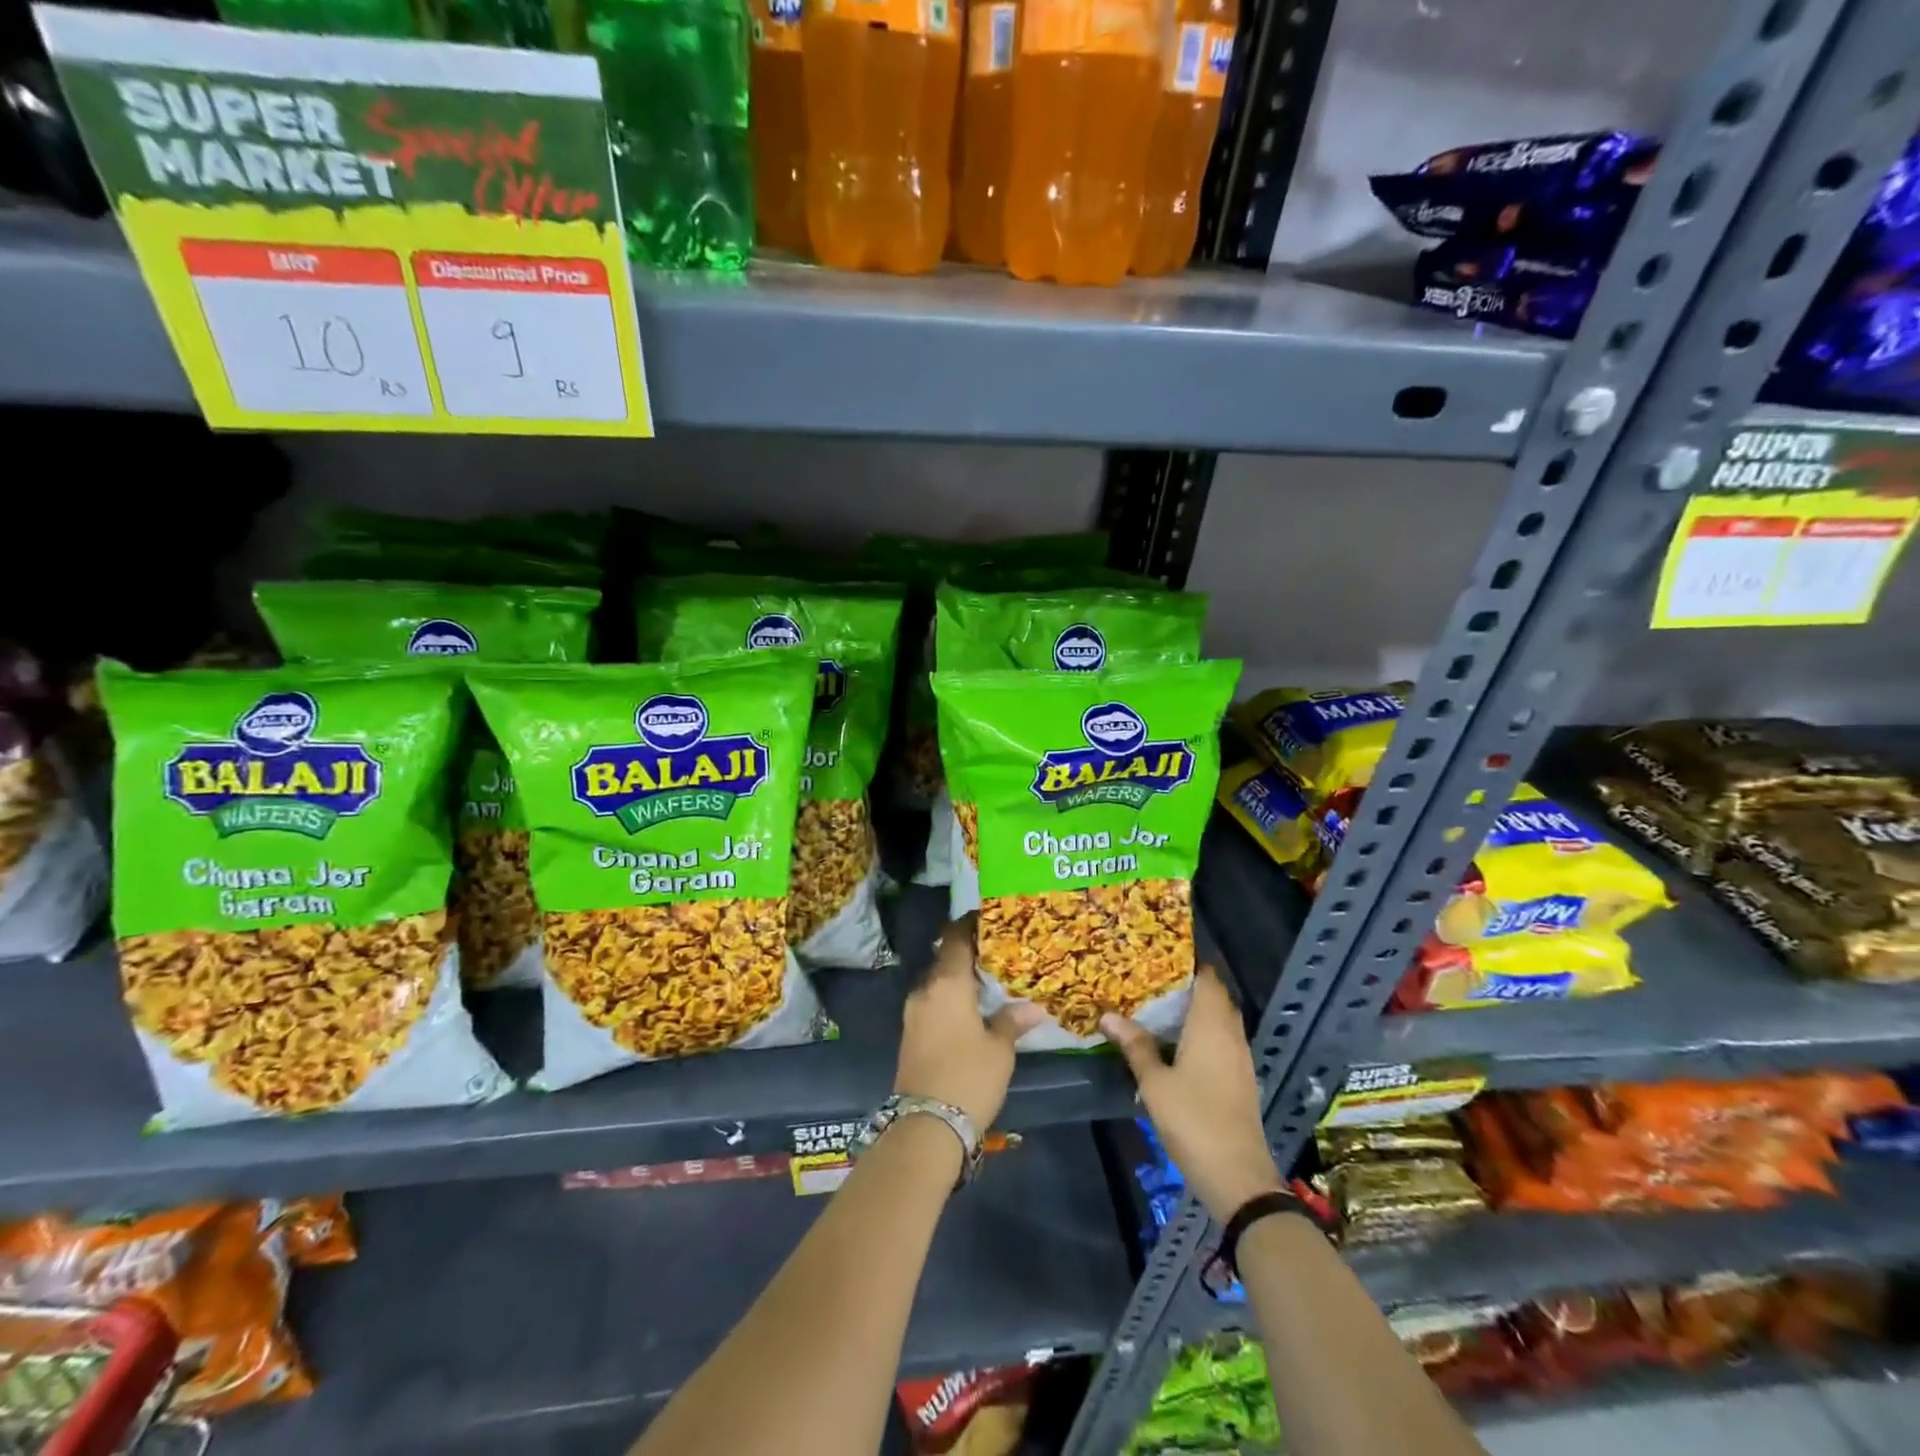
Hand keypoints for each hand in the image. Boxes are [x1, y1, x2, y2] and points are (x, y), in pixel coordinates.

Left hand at [895, 916, 1040, 1128]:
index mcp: (946, 983)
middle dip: (968, 954)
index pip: (955, 938)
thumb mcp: (1000, 1049)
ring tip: (989, 983)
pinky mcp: (910, 1034)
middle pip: (945, 959)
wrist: (925, 1127)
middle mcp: (925, 990)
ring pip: (938, 983)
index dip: (970, 925)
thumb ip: (1012, 1020)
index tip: (988, 919)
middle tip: (998, 954)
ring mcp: (914, 1013)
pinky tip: (972, 1011)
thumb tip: (1032, 1006)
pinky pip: (933, 1003)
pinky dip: (951, 999)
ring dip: (959, 980)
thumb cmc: (968, 1077)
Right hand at [1101, 964, 1286, 1222]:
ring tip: (1159, 1008)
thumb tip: (1109, 1015)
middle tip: (1152, 981)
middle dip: (1188, 985)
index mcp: (1211, 1025)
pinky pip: (1222, 1040)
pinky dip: (1202, 1032)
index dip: (1188, 963)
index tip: (1160, 956)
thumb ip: (1135, 1045)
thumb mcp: (1154, 1082)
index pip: (1207, 978)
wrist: (1238, 1176)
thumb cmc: (1193, 1120)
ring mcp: (1239, 1058)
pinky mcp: (1240, 1079)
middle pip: (1215, 997)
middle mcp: (1230, 1034)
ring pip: (1220, 1020)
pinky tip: (1177, 1044)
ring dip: (1195, 1010)